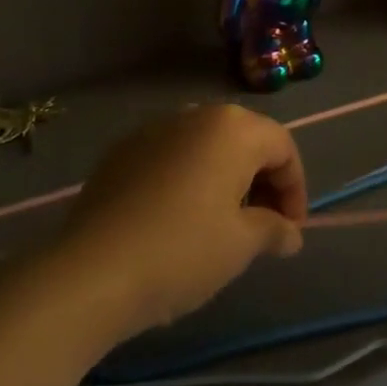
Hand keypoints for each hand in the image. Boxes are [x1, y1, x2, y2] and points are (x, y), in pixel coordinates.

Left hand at [58, 104, 307, 337]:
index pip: (282, 147)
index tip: (291, 230)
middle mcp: (196, 114)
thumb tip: (290, 233)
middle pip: (245, 140)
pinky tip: (178, 219)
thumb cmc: (182, 252)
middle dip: (262, 181)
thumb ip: (273, 230)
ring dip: (225, 178)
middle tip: (263, 228)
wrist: (91, 271)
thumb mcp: (240, 246)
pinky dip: (188, 179)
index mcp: (233, 128)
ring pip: (207, 146)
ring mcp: (155, 128)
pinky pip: (172, 156)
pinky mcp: (123, 150)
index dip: (295, 189)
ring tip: (222, 224)